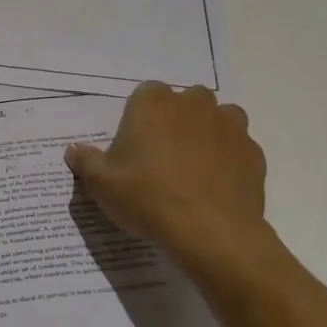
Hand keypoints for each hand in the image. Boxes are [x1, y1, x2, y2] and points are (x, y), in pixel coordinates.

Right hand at [64, 83, 275, 271]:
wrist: (212, 233)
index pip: (145, 94)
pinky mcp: (253, 153)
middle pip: (185, 101)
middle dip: (177, 119)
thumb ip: (86, 162)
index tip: (135, 145)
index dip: (140, 117)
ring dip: (208, 132)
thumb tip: (73, 150)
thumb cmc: (148, 199)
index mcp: (154, 104)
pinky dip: (229, 159)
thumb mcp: (102, 185)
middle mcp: (193, 105)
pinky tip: (217, 186)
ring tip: (194, 166)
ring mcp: (229, 127)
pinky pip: (239, 147)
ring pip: (219, 118)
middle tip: (163, 155)